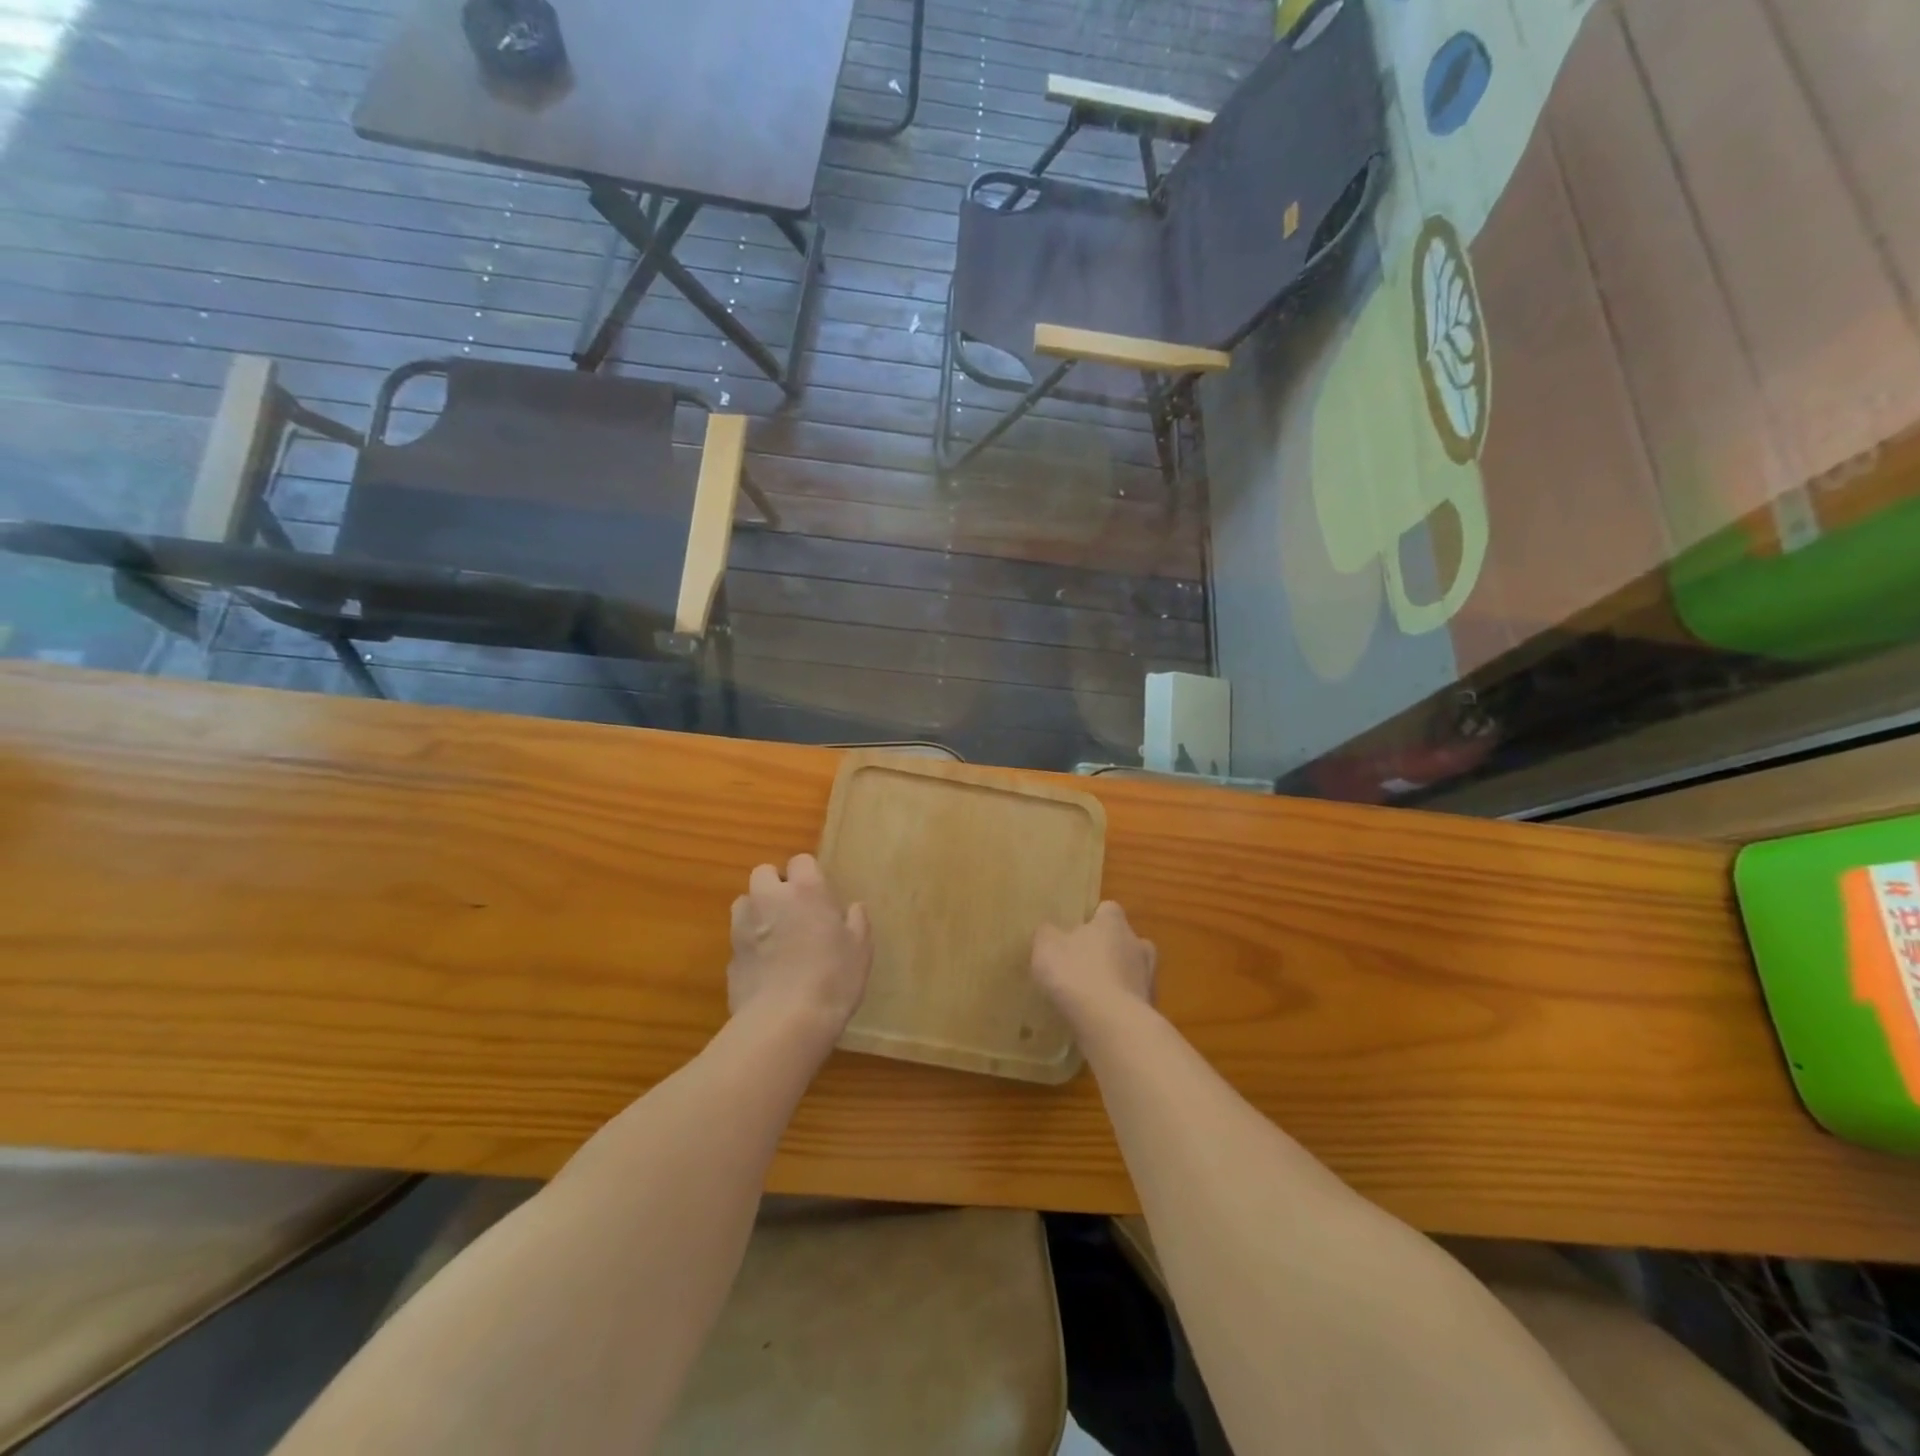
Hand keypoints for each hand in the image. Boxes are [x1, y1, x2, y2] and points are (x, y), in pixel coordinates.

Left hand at [729, 854, 871, 1045]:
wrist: (784, 1023)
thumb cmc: (833, 979)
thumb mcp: (860, 950)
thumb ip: (857, 922)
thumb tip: (854, 908)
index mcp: (806, 890)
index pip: (801, 861)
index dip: (809, 875)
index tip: (819, 895)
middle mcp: (770, 899)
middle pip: (763, 873)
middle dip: (775, 885)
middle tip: (794, 910)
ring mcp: (744, 926)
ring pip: (744, 902)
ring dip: (757, 911)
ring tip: (775, 935)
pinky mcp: (730, 956)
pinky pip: (739, 938)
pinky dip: (749, 945)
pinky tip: (765, 967)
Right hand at [1031, 901, 1155, 1028]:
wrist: (1112, 1025)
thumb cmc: (1077, 974)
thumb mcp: (1046, 947)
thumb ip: (1047, 934)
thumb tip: (1049, 931)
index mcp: (1114, 923)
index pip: (1107, 909)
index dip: (1092, 919)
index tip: (1075, 932)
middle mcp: (1137, 944)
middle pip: (1123, 940)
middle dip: (1107, 950)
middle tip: (1082, 964)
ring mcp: (1148, 978)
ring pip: (1131, 972)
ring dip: (1115, 980)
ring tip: (1089, 996)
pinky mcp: (1150, 1009)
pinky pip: (1131, 1001)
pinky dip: (1118, 1006)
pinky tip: (1098, 1019)